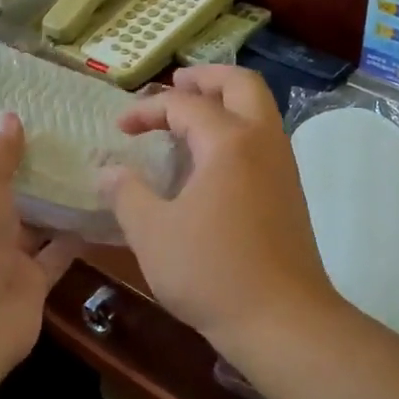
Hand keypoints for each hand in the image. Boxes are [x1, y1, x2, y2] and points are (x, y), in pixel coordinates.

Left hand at [0, 113, 79, 385]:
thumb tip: (8, 115)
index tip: (9, 125)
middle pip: (0, 198)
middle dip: (27, 174)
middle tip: (63, 137)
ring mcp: (0, 260)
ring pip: (33, 224)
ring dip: (56, 202)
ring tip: (89, 162)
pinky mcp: (31, 283)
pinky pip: (58, 252)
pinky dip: (77, 234)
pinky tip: (102, 204)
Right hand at [100, 66, 341, 360]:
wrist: (283, 320)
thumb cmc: (212, 272)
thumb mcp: (152, 233)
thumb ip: (126, 194)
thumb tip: (107, 171)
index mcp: (229, 142)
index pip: (184, 105)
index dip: (147, 110)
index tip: (120, 129)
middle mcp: (263, 142)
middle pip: (241, 84)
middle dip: (204, 78)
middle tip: (174, 85)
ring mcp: (283, 166)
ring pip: (259, 110)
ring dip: (225, 102)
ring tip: (189, 117)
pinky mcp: (290, 191)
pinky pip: (263, 139)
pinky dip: (237, 129)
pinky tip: (211, 161)